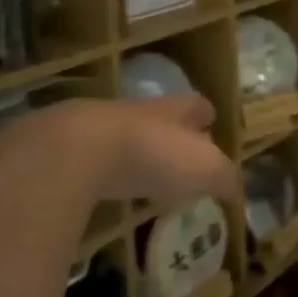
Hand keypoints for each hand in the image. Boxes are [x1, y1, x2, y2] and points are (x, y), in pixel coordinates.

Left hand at [0, 95, 239, 211]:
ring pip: (124, 137)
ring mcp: (96, 128)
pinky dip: (102, 173)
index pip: (195, 105)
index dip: (204, 114)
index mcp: (172, 110)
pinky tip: (104, 191)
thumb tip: (234, 188)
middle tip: (180, 157)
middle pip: (158, 119)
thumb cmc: (151, 154)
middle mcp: (136, 112)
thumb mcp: (203, 168)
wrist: (74, 151)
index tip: (211, 121)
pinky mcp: (63, 150)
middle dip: (170, 135)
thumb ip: (223, 177)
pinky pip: (91, 160)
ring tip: (143, 178)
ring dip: (134, 154)